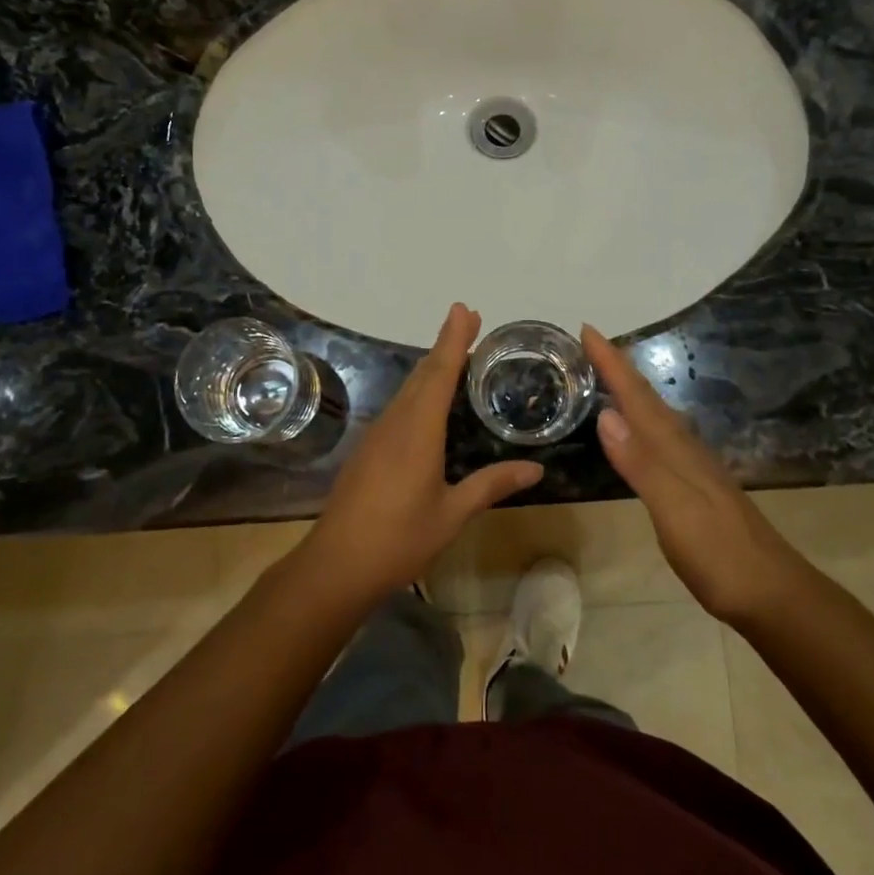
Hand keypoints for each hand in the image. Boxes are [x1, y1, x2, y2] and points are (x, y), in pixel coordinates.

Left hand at [300, 304, 543, 603]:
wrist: (337, 565)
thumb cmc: (399, 539)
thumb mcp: (452, 514)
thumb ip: (491, 485)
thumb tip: (536, 469)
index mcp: (417, 432)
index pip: (439, 373)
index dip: (453, 340)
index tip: (465, 310)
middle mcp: (395, 423)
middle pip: (422, 375)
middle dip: (446, 346)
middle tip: (470, 322)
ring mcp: (376, 435)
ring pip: (407, 390)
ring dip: (431, 368)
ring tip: (456, 355)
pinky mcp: (367, 450)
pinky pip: (398, 408)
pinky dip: (419, 392)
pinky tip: (428, 404)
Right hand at [583, 325, 795, 624]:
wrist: (770, 592)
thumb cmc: (717, 553)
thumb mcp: (673, 509)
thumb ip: (641, 464)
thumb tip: (606, 415)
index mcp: (674, 449)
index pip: (637, 397)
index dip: (612, 363)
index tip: (587, 330)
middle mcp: (684, 449)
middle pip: (647, 399)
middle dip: (619, 369)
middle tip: (591, 346)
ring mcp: (694, 467)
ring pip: (656, 417)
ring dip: (631, 393)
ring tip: (609, 377)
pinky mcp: (696, 487)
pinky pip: (661, 438)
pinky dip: (643, 422)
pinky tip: (640, 431)